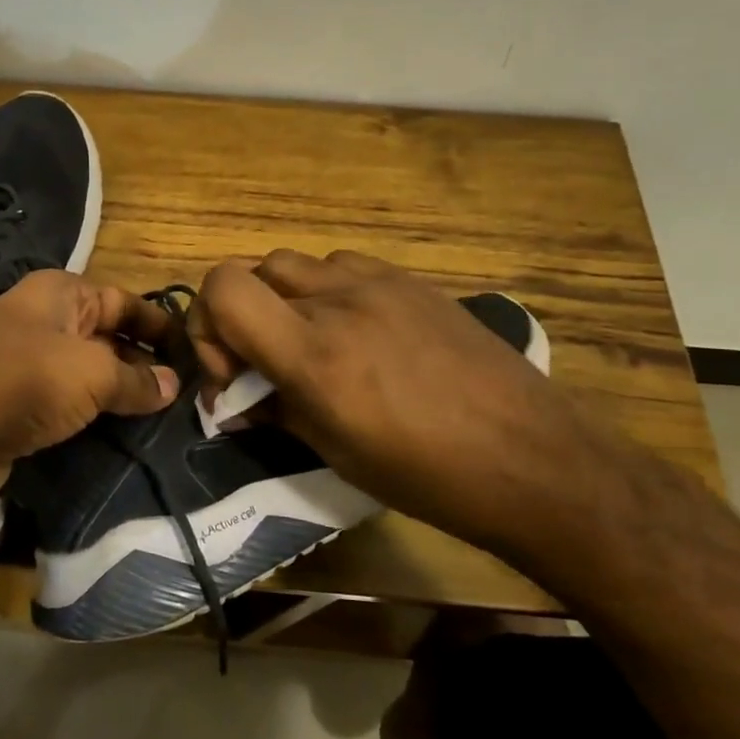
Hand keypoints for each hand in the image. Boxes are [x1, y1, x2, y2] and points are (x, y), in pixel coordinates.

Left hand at [0, 269, 178, 503]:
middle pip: (106, 338)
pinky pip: (65, 408)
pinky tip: (120, 438)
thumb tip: (173, 385)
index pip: (123, 301)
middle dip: (144, 364)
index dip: (159, 325)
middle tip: (188, 396)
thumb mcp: (91, 372)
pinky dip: (91, 419)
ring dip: (119, 396)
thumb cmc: (23, 381)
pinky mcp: (14, 409)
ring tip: (165, 421)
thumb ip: (136, 379)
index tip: (195, 354)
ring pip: (86, 376)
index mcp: (59, 294)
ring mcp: (24, 367)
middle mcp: (42, 322)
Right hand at [187, 250, 654, 569]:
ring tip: (310, 344)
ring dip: (284, 298)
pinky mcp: (413, 281)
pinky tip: (356, 331)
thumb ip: (272, 412)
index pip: (222, 288)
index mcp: (314, 352)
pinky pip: (345, 267)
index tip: (231, 372)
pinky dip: (328, 291)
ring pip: (297, 263)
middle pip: (252, 269)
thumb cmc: (427, 475)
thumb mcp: (335, 453)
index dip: (206, 324)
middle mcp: (340, 302)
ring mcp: (381, 283)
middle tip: (262, 361)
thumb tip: (233, 403)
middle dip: (240, 314)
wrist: (534, 459)